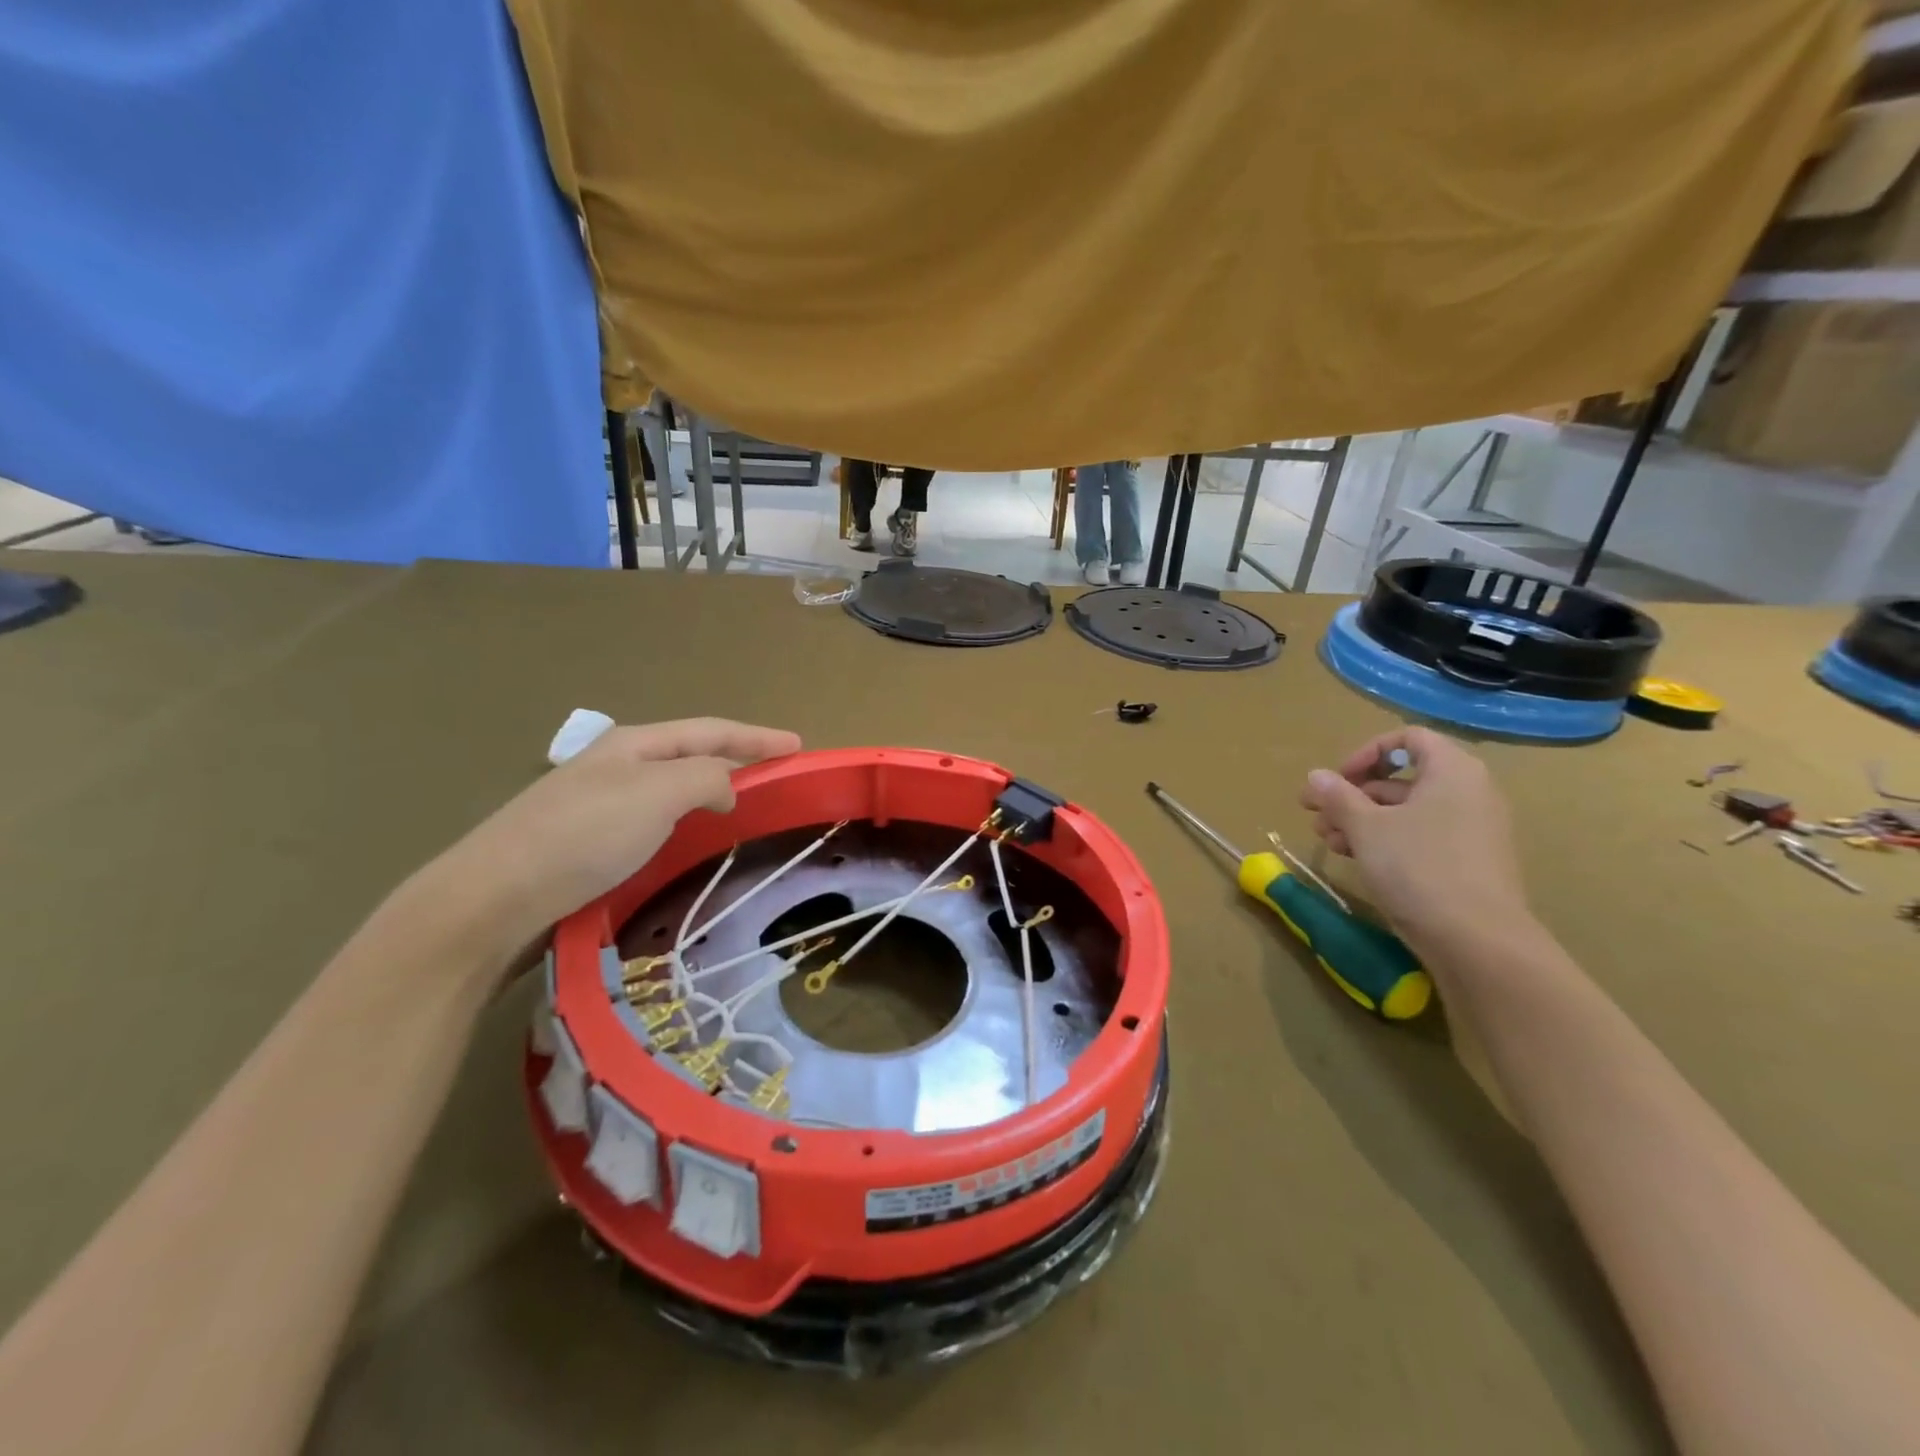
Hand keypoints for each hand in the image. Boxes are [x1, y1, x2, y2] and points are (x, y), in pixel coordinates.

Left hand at [417, 718, 801, 954]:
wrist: (493, 897)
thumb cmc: (583, 835)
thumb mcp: (657, 794)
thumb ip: (706, 778)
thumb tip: (724, 788)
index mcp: (634, 744)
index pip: (710, 731)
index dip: (757, 737)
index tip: (797, 747)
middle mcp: (615, 764)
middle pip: (689, 753)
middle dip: (734, 757)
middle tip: (773, 775)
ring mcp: (597, 802)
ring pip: (669, 787)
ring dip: (708, 788)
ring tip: (739, 804)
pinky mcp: (586, 840)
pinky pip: (652, 818)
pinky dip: (683, 819)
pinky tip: (686, 837)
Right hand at [1299, 727, 1531, 953]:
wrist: (1478, 940)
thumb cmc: (1418, 867)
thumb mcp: (1365, 827)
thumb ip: (1337, 796)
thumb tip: (1315, 776)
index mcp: (1452, 771)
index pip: (1408, 738)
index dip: (1366, 753)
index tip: (1337, 779)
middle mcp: (1469, 792)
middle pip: (1402, 778)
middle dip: (1353, 795)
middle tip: (1317, 816)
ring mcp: (1472, 829)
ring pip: (1407, 811)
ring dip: (1362, 820)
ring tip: (1329, 842)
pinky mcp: (1468, 862)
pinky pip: (1421, 836)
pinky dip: (1386, 841)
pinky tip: (1356, 860)